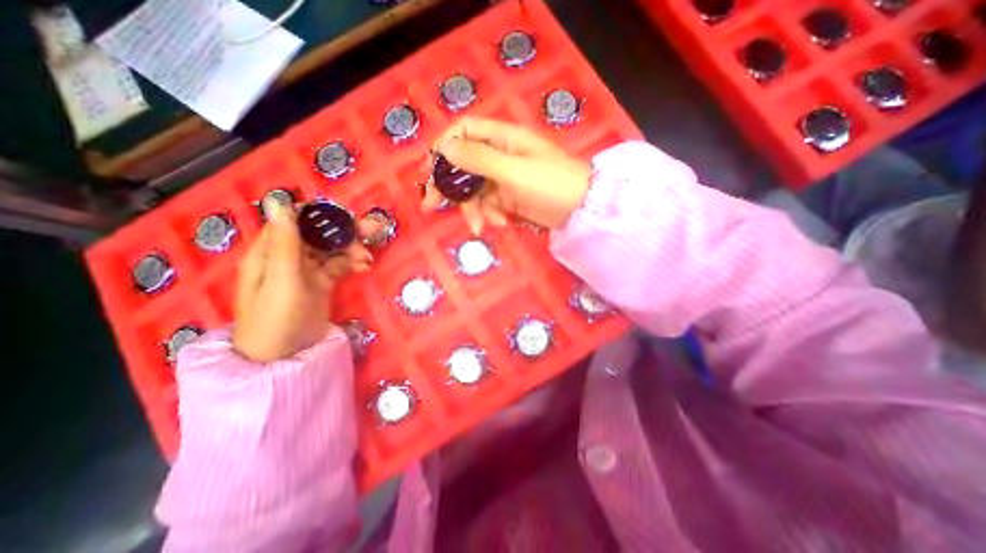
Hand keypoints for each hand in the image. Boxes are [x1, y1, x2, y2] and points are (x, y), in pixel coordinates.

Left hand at [233, 202, 376, 361]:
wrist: (285, 356)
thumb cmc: (277, 318)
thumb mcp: (283, 280)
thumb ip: (285, 244)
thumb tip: (280, 201)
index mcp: (271, 250)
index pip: (295, 219)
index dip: (320, 214)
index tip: (346, 217)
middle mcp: (288, 255)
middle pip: (318, 232)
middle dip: (345, 230)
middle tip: (373, 230)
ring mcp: (306, 269)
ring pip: (332, 248)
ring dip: (351, 248)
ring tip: (367, 258)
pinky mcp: (321, 281)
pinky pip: (339, 265)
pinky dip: (352, 263)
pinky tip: (364, 267)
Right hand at [420, 117, 587, 233]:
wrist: (581, 209)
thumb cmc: (551, 183)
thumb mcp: (514, 170)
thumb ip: (479, 159)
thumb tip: (444, 148)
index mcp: (502, 138)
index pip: (464, 132)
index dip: (444, 147)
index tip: (430, 170)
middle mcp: (500, 154)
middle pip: (463, 164)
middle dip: (448, 185)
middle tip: (430, 205)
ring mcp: (504, 177)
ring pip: (474, 189)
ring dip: (473, 209)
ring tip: (480, 226)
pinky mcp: (508, 197)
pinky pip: (488, 204)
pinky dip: (490, 215)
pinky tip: (501, 223)